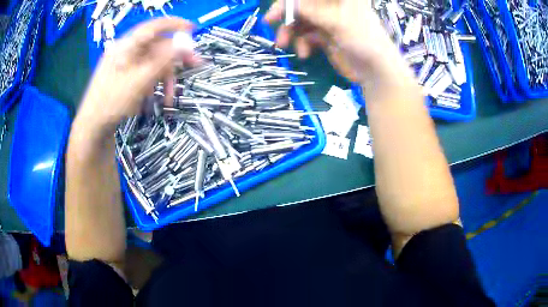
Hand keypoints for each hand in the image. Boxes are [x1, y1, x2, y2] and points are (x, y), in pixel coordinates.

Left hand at [77, 18, 199, 134]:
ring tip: (171, 97)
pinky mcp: (127, 78)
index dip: (174, 25)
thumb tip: (185, 44)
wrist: (93, 128)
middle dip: (175, 57)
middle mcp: (127, 52)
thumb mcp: (139, 81)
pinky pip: (146, 75)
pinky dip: (156, 85)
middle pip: (156, 46)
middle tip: (194, 64)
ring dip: (166, 78)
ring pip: (153, 63)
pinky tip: (159, 99)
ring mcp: (127, 66)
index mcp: (126, 47)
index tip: (192, 29)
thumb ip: (163, 61)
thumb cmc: (111, 103)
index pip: (153, 27)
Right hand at [265, 0, 406, 82]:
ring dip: (291, 32)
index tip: (277, 9)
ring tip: (284, 44)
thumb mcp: (337, 21)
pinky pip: (306, 36)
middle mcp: (332, 6)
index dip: (291, 0)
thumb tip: (288, 3)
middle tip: (269, 22)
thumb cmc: (364, 40)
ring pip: (301, 21)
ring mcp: (328, 21)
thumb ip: (310, 10)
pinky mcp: (325, 36)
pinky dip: (302, 44)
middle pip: (302, 5)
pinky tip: (304, 54)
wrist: (376, 71)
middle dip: (287, 15)